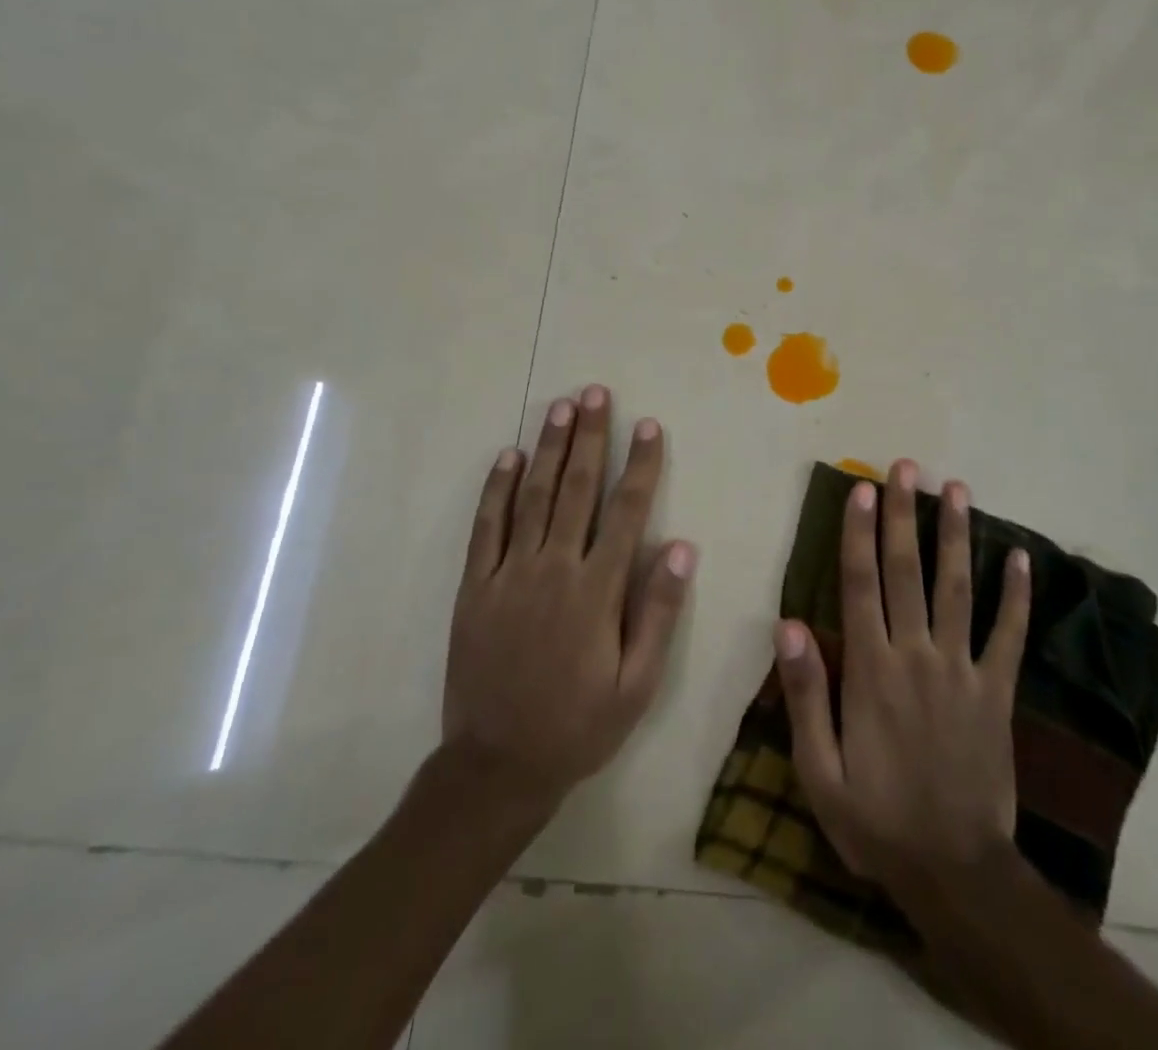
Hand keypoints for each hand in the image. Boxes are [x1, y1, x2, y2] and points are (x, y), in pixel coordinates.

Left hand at [441, 384, 695, 811]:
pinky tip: (507, 457)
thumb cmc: (579, 725)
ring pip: (531, 497)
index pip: (626, 511)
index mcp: (597, 590)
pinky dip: (496, 489)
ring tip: (559, 408)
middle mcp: (554, 569)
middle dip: (589, 437)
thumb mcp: (637, 685)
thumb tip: (681, 548)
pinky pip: (486, 528)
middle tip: (594, 393)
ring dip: (548, 449)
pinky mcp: (475, 587)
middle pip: (575, 489)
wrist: (497, 765)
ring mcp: (509, 574)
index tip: (648, 426)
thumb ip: (658, 614)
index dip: (640, 464)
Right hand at [774, 460, 1030, 896]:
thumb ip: (805, 694)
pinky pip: (1009, 634)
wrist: (955, 871)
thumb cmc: (876, 819)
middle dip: (904, 514)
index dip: (858, 532)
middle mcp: (917, 654)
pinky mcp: (998, 691)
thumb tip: (787, 625)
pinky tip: (1020, 556)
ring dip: (955, 535)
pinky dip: (1017, 595)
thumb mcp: (819, 771)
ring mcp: (963, 670)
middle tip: (906, 467)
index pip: (860, 584)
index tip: (861, 489)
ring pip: (958, 587)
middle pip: (907, 570)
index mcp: (871, 669)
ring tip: (956, 488)